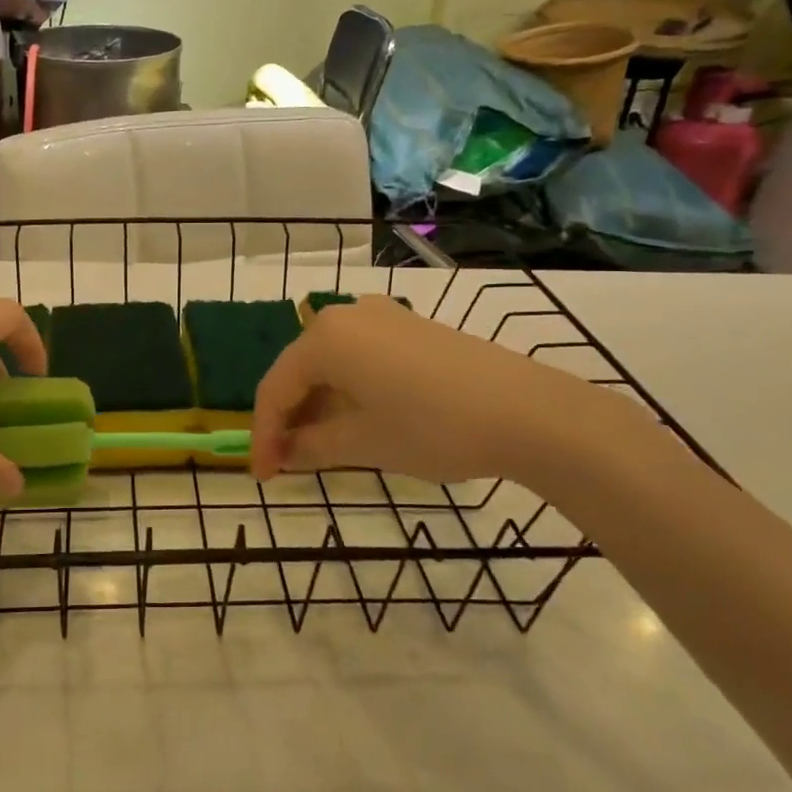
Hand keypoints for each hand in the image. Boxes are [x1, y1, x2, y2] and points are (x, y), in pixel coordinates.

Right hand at [250, 296, 634, 488]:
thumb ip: (310, 447)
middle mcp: (346, 315)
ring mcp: (383, 316)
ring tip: (321, 447)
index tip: (262, 476)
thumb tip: (283, 454)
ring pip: (331, 365)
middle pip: (300, 372)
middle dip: (290, 419)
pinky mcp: (412, 327)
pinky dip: (349, 390)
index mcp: (324, 337)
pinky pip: (361, 357)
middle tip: (288, 463)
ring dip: (319, 406)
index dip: (263, 435)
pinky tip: (358, 419)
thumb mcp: (363, 443)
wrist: (529, 412)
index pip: (275, 389)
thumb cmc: (432, 427)